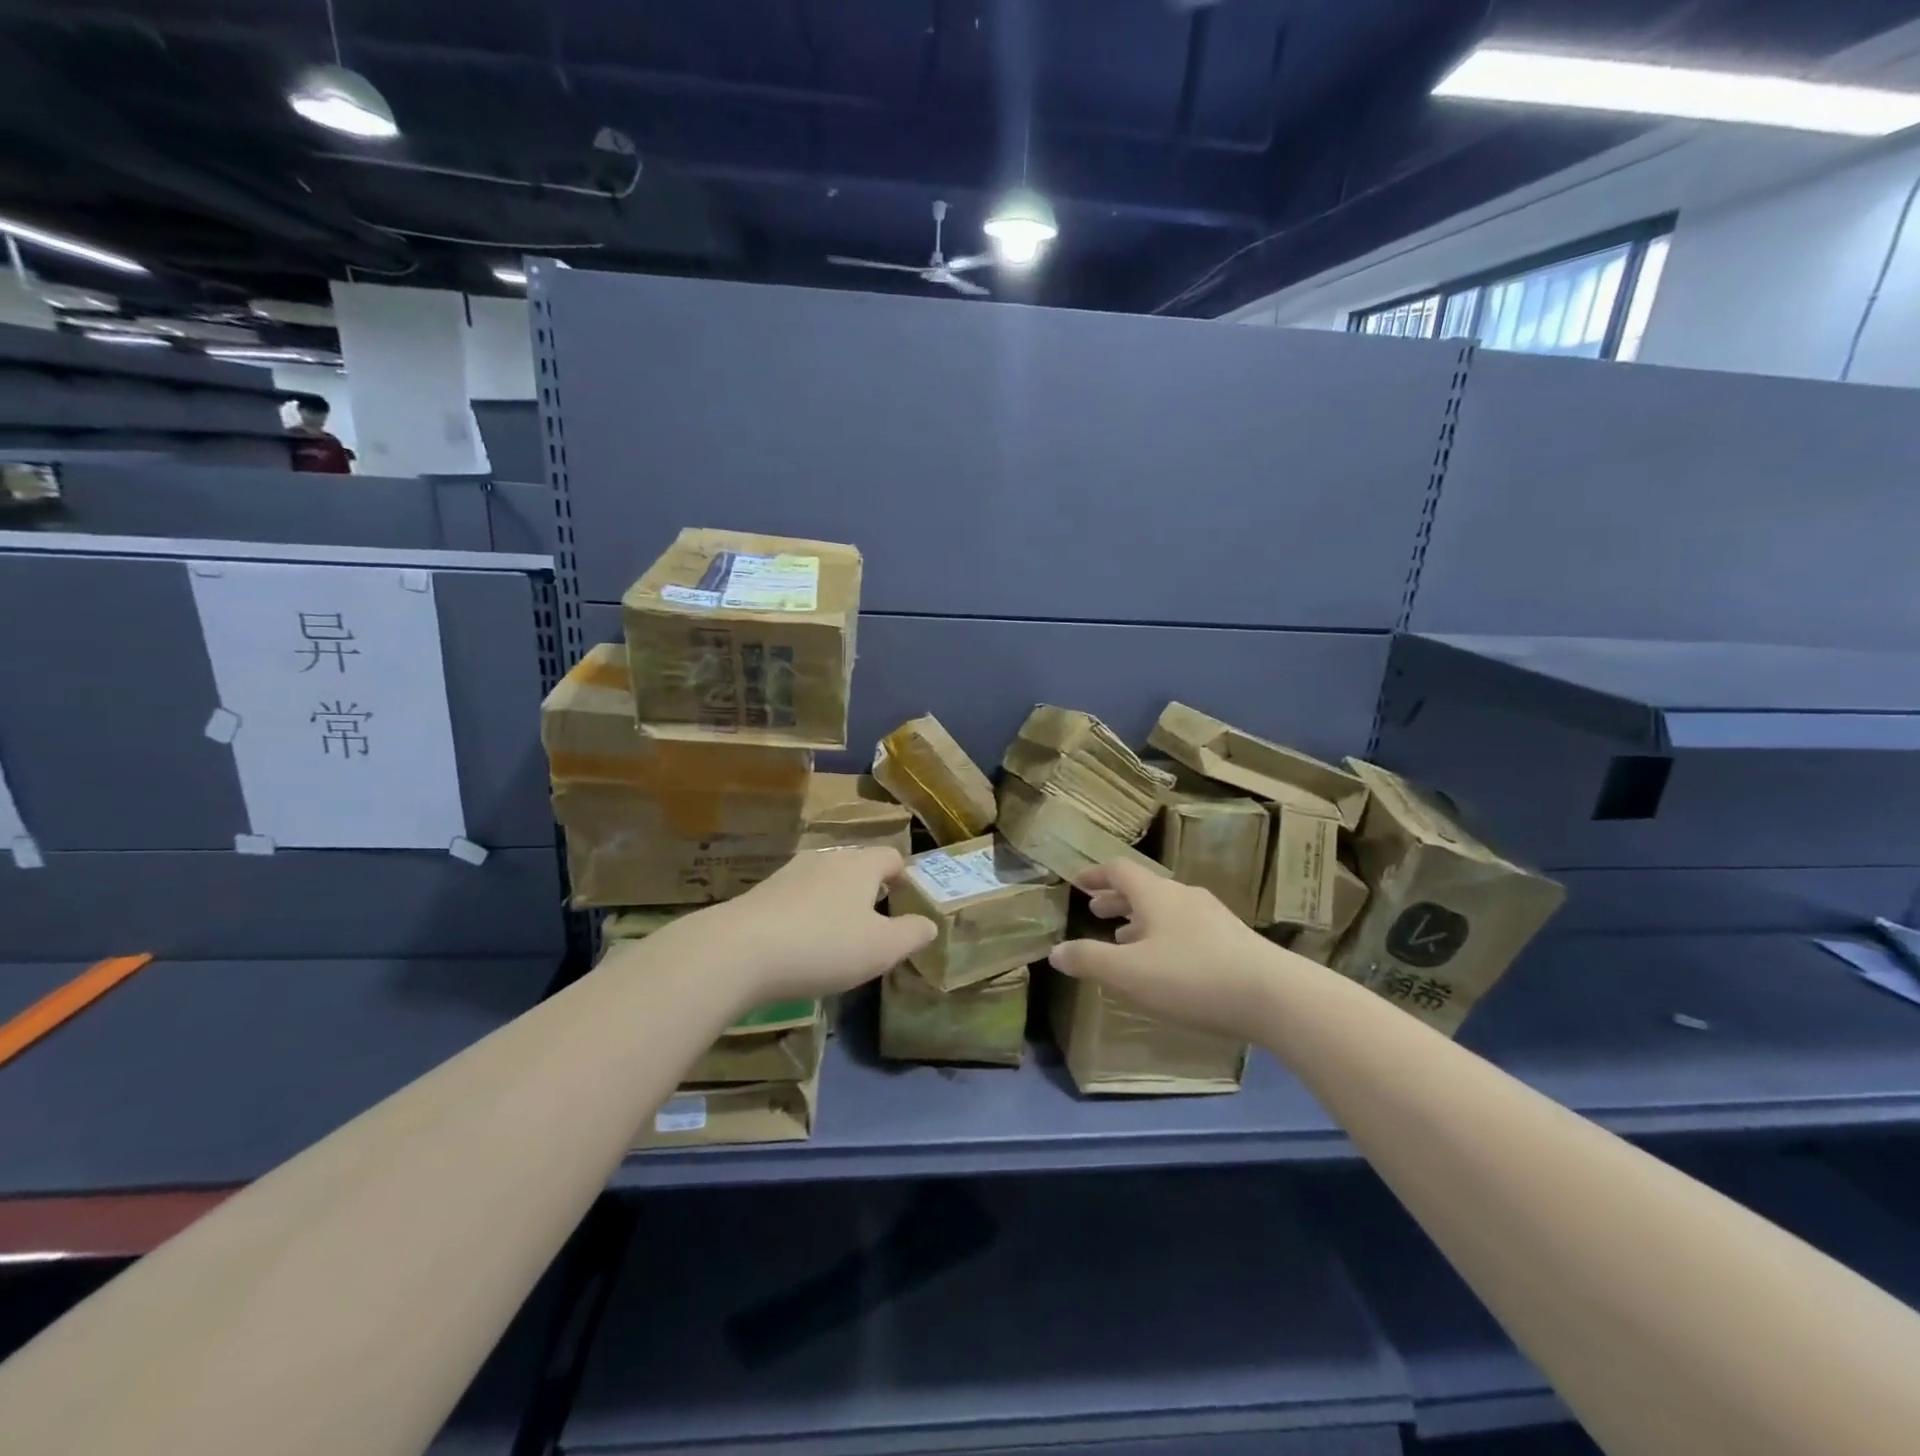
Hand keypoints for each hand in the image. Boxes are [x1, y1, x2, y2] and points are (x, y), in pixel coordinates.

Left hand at [702, 847, 935, 1003]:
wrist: (738, 951)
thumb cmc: (823, 946)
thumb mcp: (881, 948)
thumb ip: (912, 934)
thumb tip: (930, 924)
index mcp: (860, 865)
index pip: (891, 857)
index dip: (903, 877)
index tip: (906, 902)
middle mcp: (826, 859)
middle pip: (856, 865)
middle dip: (868, 889)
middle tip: (875, 923)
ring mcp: (789, 873)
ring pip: (824, 880)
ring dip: (835, 901)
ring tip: (837, 935)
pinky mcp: (761, 894)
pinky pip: (795, 898)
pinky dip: (805, 914)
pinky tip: (800, 944)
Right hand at [1050, 860, 1288, 1039]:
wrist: (1274, 995)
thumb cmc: (1192, 976)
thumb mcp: (1129, 973)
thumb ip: (1089, 960)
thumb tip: (1055, 951)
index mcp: (1155, 894)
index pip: (1119, 870)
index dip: (1095, 875)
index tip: (1077, 882)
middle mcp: (1183, 896)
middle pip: (1143, 888)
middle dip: (1116, 899)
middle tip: (1096, 912)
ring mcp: (1212, 916)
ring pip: (1166, 909)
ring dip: (1140, 919)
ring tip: (1125, 940)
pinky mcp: (1233, 940)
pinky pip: (1186, 926)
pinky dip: (1164, 935)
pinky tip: (1166, 963)